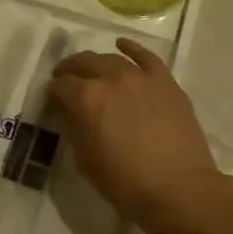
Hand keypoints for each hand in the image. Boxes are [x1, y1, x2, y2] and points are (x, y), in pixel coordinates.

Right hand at [48, 38, 232, 233]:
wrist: (180, 188)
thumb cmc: (126, 183)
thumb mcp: (86, 161)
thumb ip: (76, 129)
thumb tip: (73, 114)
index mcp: (87, 98)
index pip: (61, 85)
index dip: (53, 91)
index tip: (52, 98)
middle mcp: (111, 78)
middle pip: (84, 63)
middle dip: (70, 69)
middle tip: (65, 78)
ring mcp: (141, 76)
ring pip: (112, 58)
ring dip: (97, 62)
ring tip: (92, 69)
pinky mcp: (165, 81)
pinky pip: (146, 56)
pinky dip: (131, 48)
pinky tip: (122, 45)